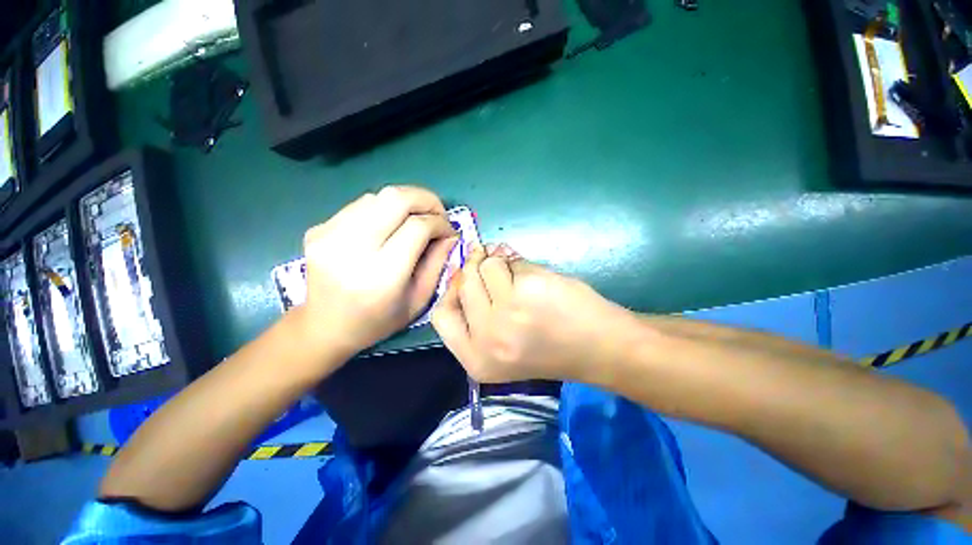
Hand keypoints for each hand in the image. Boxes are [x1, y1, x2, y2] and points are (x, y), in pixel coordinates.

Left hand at [300, 186, 456, 361]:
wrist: (324, 326)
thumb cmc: (378, 321)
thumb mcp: (419, 299)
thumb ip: (438, 263)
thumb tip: (450, 234)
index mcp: (381, 275)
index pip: (417, 227)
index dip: (440, 223)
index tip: (449, 231)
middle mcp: (352, 249)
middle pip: (395, 199)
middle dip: (426, 200)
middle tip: (437, 214)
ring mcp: (329, 235)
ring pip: (378, 196)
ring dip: (405, 203)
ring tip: (415, 220)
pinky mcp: (318, 229)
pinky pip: (360, 205)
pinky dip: (383, 209)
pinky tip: (389, 226)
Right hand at [432, 244, 628, 382]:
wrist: (598, 347)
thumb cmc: (549, 346)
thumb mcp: (502, 344)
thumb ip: (477, 313)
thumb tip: (463, 267)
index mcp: (476, 360)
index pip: (441, 315)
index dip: (453, 292)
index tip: (468, 280)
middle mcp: (485, 339)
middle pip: (462, 284)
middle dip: (477, 270)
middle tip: (497, 269)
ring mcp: (504, 314)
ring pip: (483, 266)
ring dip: (500, 264)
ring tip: (521, 277)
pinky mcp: (525, 291)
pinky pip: (507, 261)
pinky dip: (519, 263)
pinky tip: (536, 277)